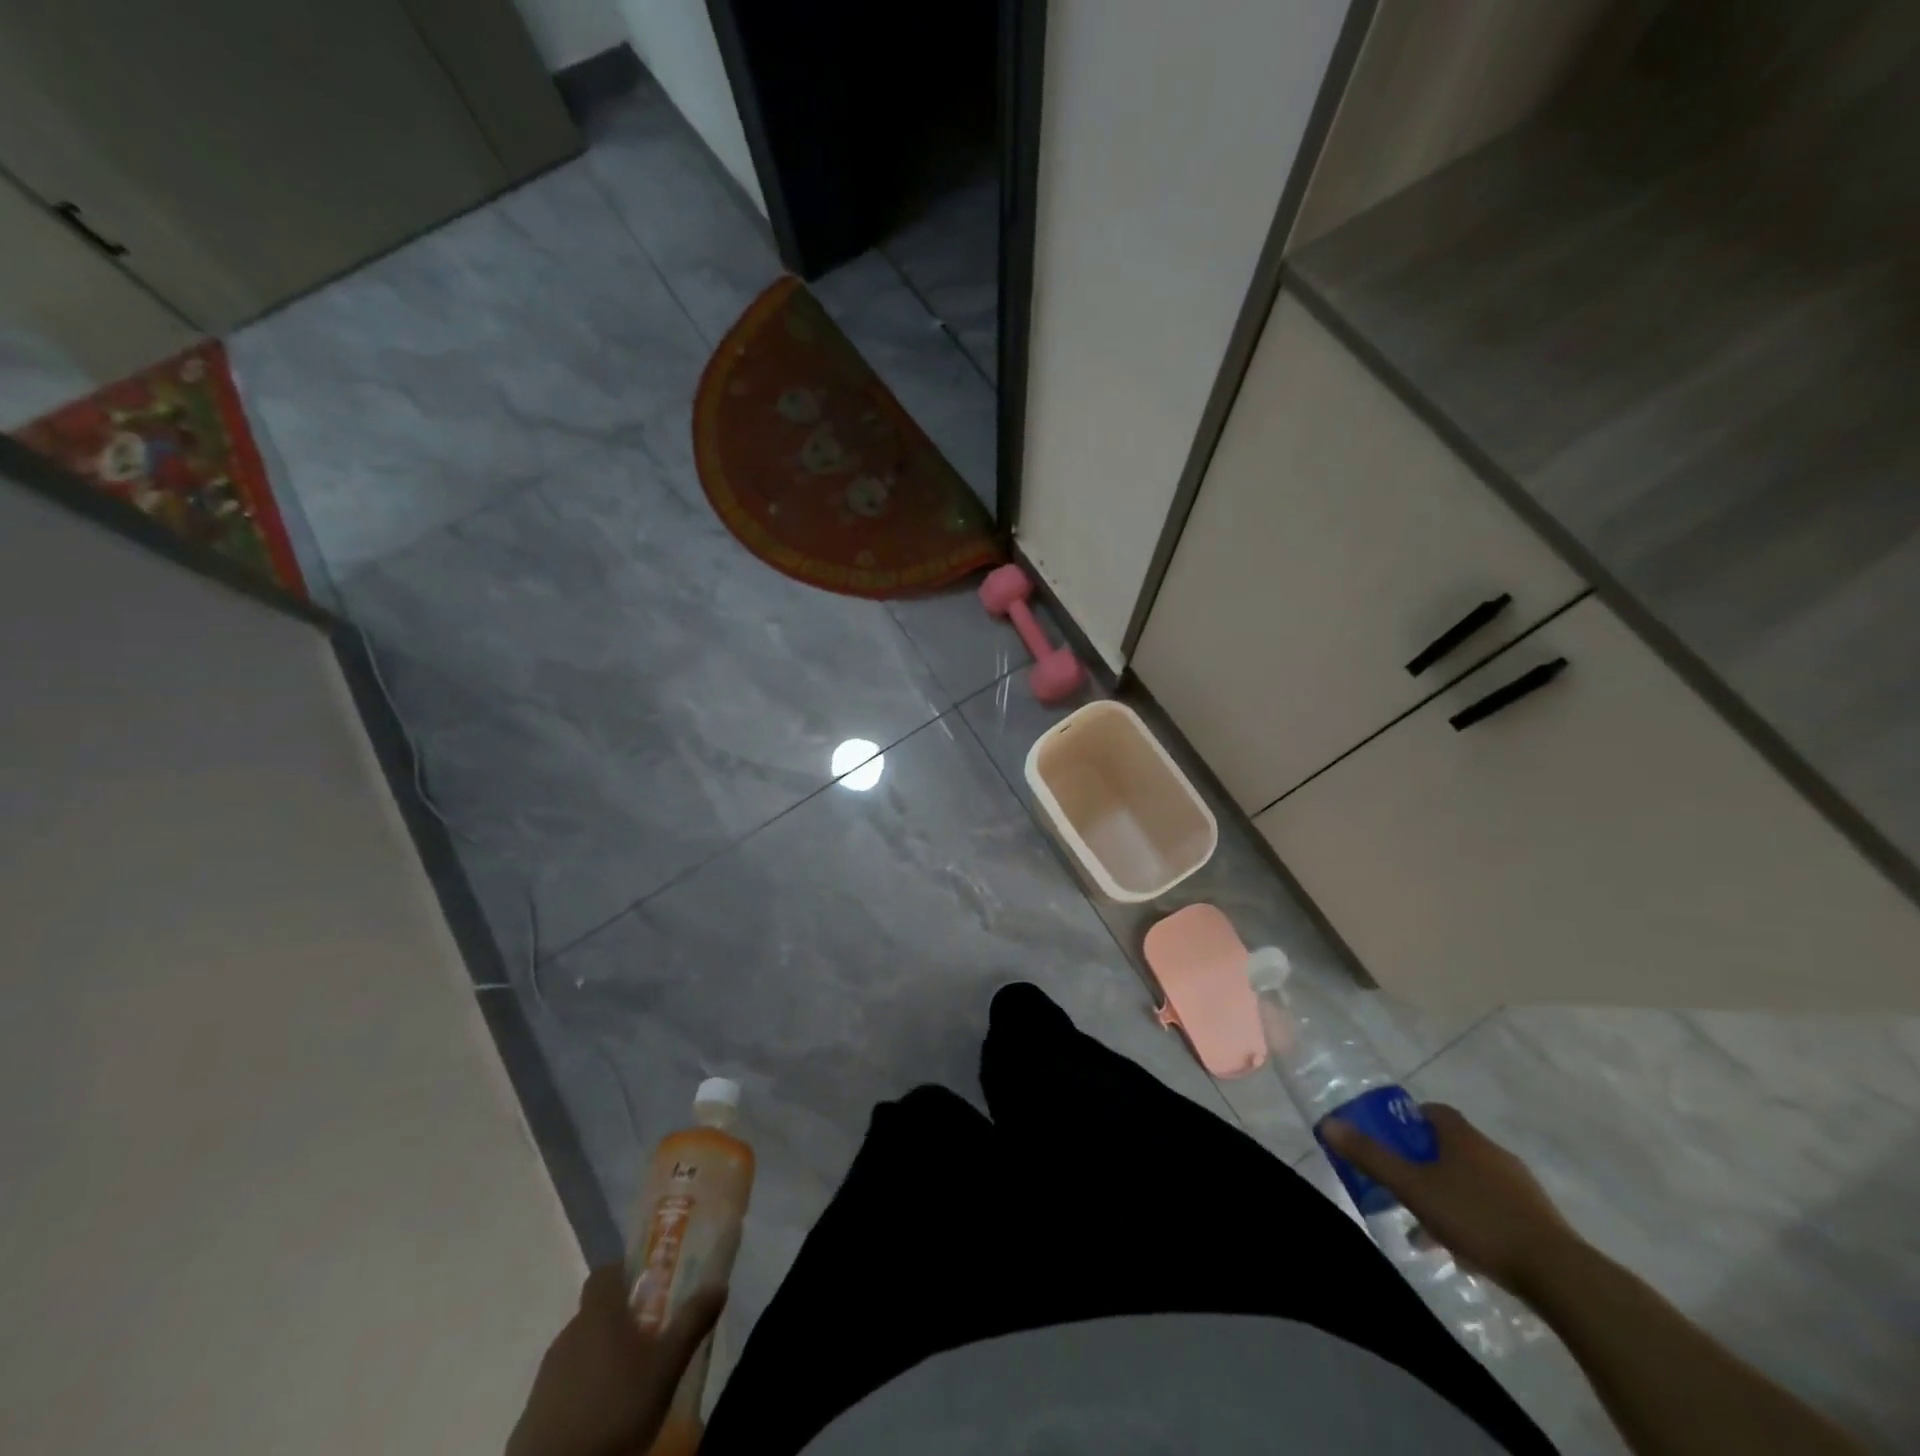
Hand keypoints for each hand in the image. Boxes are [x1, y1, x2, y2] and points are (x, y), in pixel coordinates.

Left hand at [506, 1266, 725, 1455]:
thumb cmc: (616, 1410)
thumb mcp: (666, 1366)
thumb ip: (692, 1321)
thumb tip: (719, 1283)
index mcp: (598, 1314)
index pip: (605, 1272)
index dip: (625, 1272)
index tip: (649, 1285)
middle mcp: (568, 1334)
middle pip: (595, 1312)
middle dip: (620, 1320)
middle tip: (650, 1338)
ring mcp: (546, 1376)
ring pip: (580, 1350)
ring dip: (601, 1357)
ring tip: (629, 1381)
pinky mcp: (532, 1415)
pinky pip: (563, 1388)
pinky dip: (582, 1391)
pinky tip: (602, 1415)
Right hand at [1321, 1102, 1580, 1297]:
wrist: (1560, 1275)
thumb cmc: (1477, 1218)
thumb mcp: (1413, 1188)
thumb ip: (1371, 1157)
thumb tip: (1328, 1124)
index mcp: (1462, 1137)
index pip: (1433, 1112)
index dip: (1409, 1121)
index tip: (1392, 1140)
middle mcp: (1491, 1152)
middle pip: (1450, 1148)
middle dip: (1423, 1165)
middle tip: (1402, 1187)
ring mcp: (1519, 1187)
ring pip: (1470, 1183)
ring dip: (1445, 1198)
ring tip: (1426, 1232)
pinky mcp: (1537, 1221)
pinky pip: (1492, 1209)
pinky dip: (1472, 1221)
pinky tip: (1462, 1253)